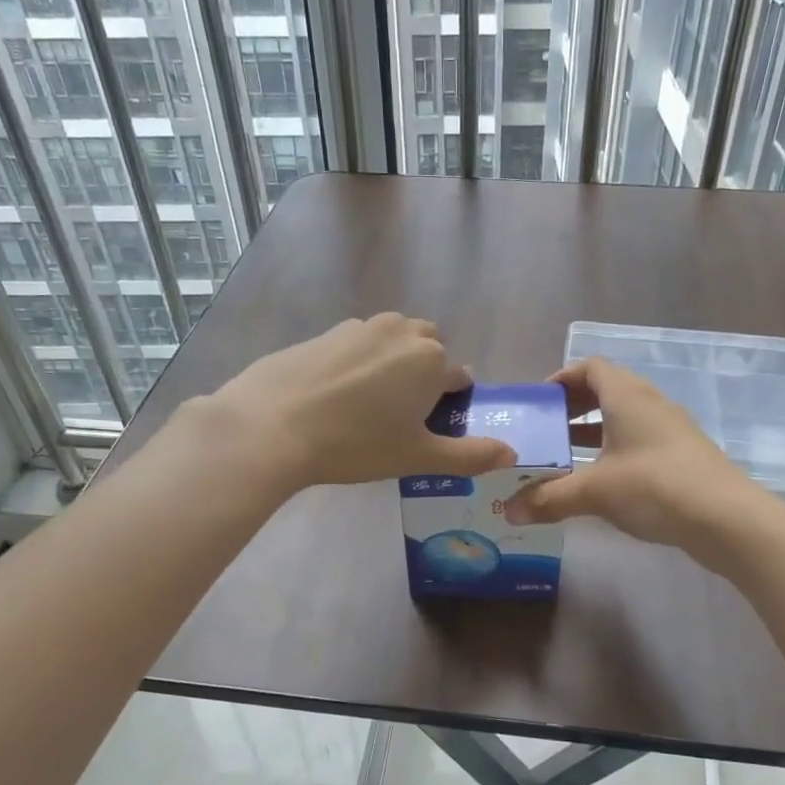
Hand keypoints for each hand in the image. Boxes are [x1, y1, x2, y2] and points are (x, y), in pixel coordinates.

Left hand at [200, 314, 516, 490]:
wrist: (273, 424)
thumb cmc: (355, 444)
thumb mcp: (418, 457)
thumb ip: (469, 455)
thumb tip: (511, 454)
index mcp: (431, 360)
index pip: (459, 377)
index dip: (450, 405)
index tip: (430, 429)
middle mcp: (401, 332)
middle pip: (429, 348)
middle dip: (426, 373)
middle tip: (402, 415)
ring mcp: (360, 327)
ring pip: (393, 341)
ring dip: (393, 363)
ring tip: (368, 404)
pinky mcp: (325, 332)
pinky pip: (358, 344)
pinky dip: (359, 362)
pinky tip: (335, 395)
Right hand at [505, 358, 771, 566]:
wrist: (727, 519)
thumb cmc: (654, 486)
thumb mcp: (594, 491)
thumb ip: (548, 498)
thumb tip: (509, 511)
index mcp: (627, 396)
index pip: (591, 367)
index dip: (562, 378)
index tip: (538, 402)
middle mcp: (650, 404)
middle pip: (606, 391)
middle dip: (573, 408)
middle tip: (546, 431)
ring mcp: (670, 430)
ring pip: (623, 419)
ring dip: (593, 432)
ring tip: (565, 458)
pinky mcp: (682, 457)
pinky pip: (638, 441)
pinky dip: (614, 451)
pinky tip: (600, 483)